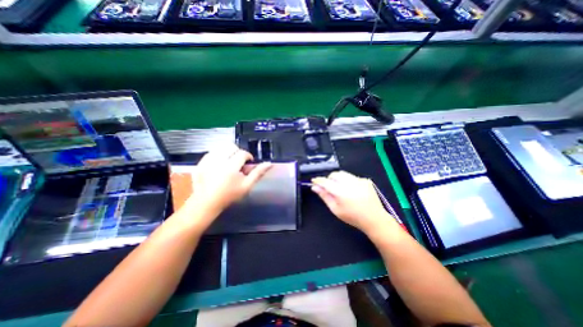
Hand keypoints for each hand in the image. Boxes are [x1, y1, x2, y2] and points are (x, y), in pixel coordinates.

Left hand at [186, 144, 272, 214]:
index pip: (243, 153)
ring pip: (220, 147)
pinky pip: (211, 152)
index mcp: (231, 167)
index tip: (248, 162)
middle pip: (231, 146)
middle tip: (238, 162)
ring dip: (227, 152)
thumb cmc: (229, 195)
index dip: (248, 156)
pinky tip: (219, 165)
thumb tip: (269, 163)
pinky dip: (217, 155)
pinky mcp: (199, 163)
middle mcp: (218, 161)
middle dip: (237, 152)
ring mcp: (207, 161)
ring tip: (229, 162)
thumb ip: (258, 173)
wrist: (206, 203)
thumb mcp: (247, 186)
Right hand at [312, 173, 398, 233]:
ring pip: (343, 174)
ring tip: (341, 189)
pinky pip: (352, 177)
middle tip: (329, 188)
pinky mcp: (365, 180)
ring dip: (338, 179)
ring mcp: (359, 180)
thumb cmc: (352, 216)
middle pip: (334, 174)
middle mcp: (350, 183)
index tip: (314, 181)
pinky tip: (352, 191)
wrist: (374, 219)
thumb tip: (315, 187)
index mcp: (341, 192)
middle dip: (329, 179)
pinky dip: (348, 181)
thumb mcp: (335, 209)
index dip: (318, 180)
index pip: (325, 182)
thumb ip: (324, 196)